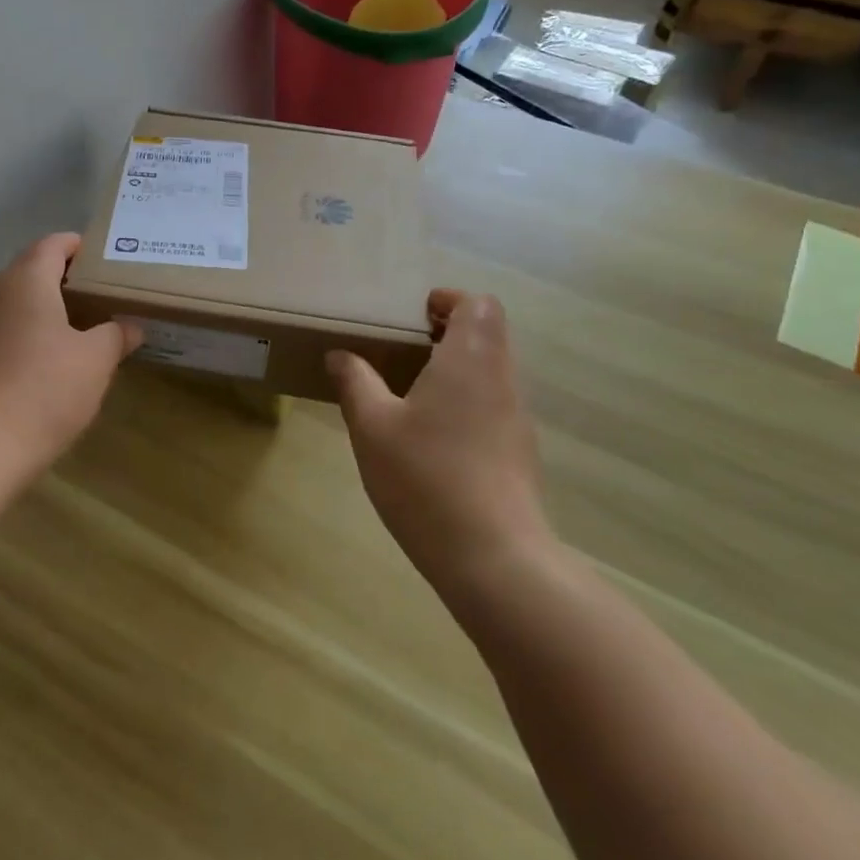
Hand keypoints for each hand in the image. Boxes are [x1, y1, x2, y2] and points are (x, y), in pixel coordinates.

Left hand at [0, 233, 140, 470]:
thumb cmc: (45, 388)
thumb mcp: (96, 361)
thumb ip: (116, 335)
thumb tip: (130, 326)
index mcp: (26, 280)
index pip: (53, 245)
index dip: (78, 247)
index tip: (102, 261)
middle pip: (30, 273)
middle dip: (62, 282)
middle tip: (97, 301)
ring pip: (11, 305)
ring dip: (39, 312)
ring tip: (73, 334)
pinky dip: (20, 338)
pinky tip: (39, 366)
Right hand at [327, 290, 553, 607]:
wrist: (493, 558)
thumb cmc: (426, 478)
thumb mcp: (372, 426)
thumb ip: (355, 382)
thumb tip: (341, 355)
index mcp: (471, 360)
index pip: (479, 304)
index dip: (448, 301)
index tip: (412, 317)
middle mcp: (502, 380)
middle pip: (488, 334)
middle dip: (446, 333)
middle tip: (400, 351)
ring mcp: (517, 419)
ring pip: (491, 372)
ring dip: (455, 369)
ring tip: (408, 393)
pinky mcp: (519, 453)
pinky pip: (493, 406)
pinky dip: (465, 403)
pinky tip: (430, 438)